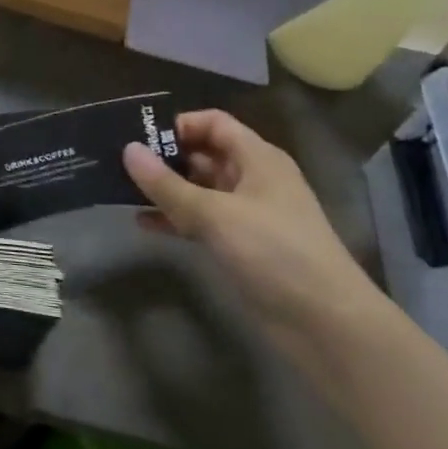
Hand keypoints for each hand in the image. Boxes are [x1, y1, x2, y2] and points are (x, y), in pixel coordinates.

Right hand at [123, 111, 391, 370]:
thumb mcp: (214, 214)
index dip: (178, 125)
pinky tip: (143, 223)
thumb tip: (128, 150)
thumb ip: (167, 184)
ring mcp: (247, 214)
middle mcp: (253, 179)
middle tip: (120, 162)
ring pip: (198, 189)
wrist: (327, 325)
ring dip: (165, 189)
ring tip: (122, 190)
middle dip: (164, 156)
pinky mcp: (241, 245)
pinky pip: (200, 220)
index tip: (140, 137)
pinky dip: (174, 218)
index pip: (213, 123)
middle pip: (203, 154)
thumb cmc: (275, 252)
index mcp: (257, 159)